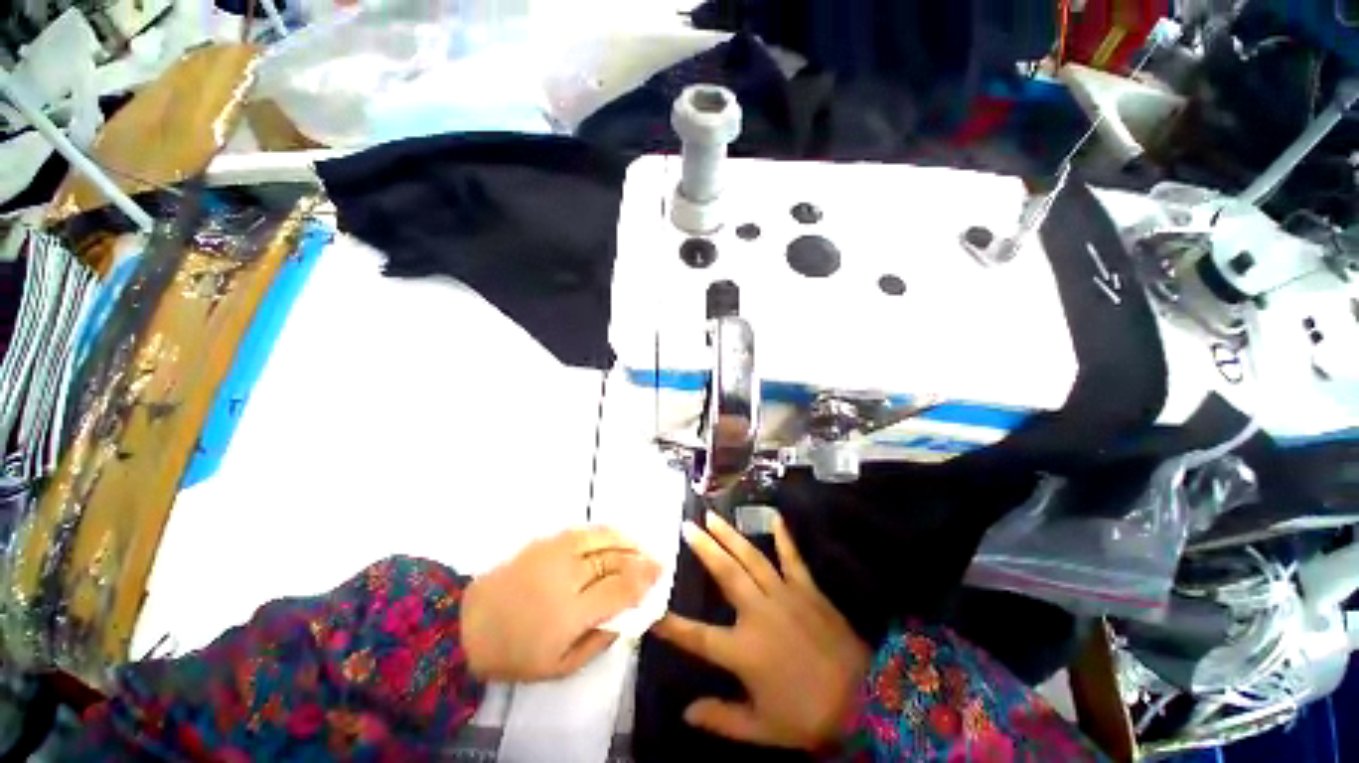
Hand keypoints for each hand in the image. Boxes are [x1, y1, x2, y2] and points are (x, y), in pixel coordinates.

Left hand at [463, 527, 660, 681]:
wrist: (467, 624)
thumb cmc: (515, 653)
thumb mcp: (560, 667)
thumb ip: (599, 641)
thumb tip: (628, 615)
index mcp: (569, 614)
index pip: (619, 590)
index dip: (644, 579)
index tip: (660, 573)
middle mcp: (566, 577)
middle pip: (615, 560)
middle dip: (641, 559)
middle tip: (657, 560)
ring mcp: (555, 553)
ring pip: (603, 538)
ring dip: (627, 541)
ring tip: (641, 545)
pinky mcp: (546, 540)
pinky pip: (585, 530)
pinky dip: (606, 532)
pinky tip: (615, 536)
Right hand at [652, 512, 870, 750]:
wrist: (864, 701)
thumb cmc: (807, 716)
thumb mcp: (761, 729)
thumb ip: (721, 720)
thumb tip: (686, 713)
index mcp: (743, 650)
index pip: (698, 637)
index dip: (671, 625)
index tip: (648, 608)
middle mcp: (759, 613)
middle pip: (725, 574)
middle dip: (704, 549)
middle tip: (687, 526)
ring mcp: (784, 595)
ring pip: (751, 559)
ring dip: (730, 536)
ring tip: (713, 516)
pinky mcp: (807, 589)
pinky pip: (792, 558)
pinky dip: (783, 538)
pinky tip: (775, 517)